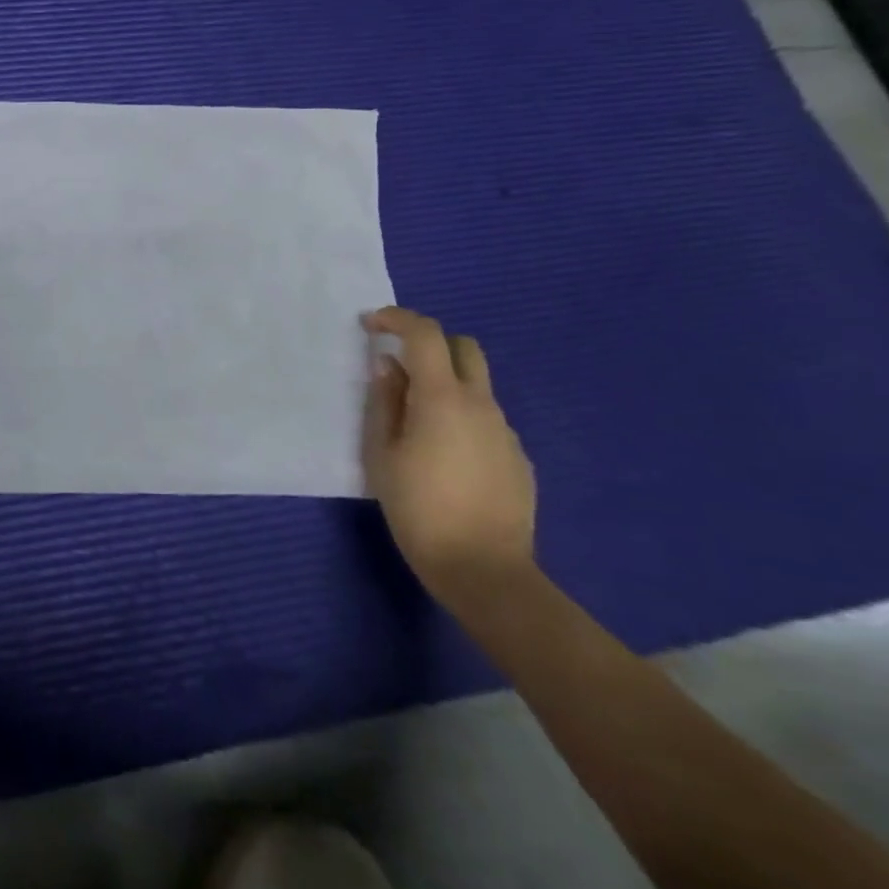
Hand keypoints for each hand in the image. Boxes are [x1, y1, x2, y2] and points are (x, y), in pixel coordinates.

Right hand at [361, 307, 535, 606]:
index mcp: (441, 398)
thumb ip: (384, 402)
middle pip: (464, 348)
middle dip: (430, 343)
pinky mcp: (518, 458)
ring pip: (476, 386)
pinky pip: (486, 420)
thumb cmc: (417, 507)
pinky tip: (443, 455)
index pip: (425, 334)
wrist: (483, 568)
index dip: (396, 319)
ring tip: (415, 421)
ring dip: (445, 384)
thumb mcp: (381, 452)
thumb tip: (389, 367)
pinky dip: (461, 417)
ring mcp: (505, 431)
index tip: (370, 325)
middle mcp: (481, 404)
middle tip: (398, 363)